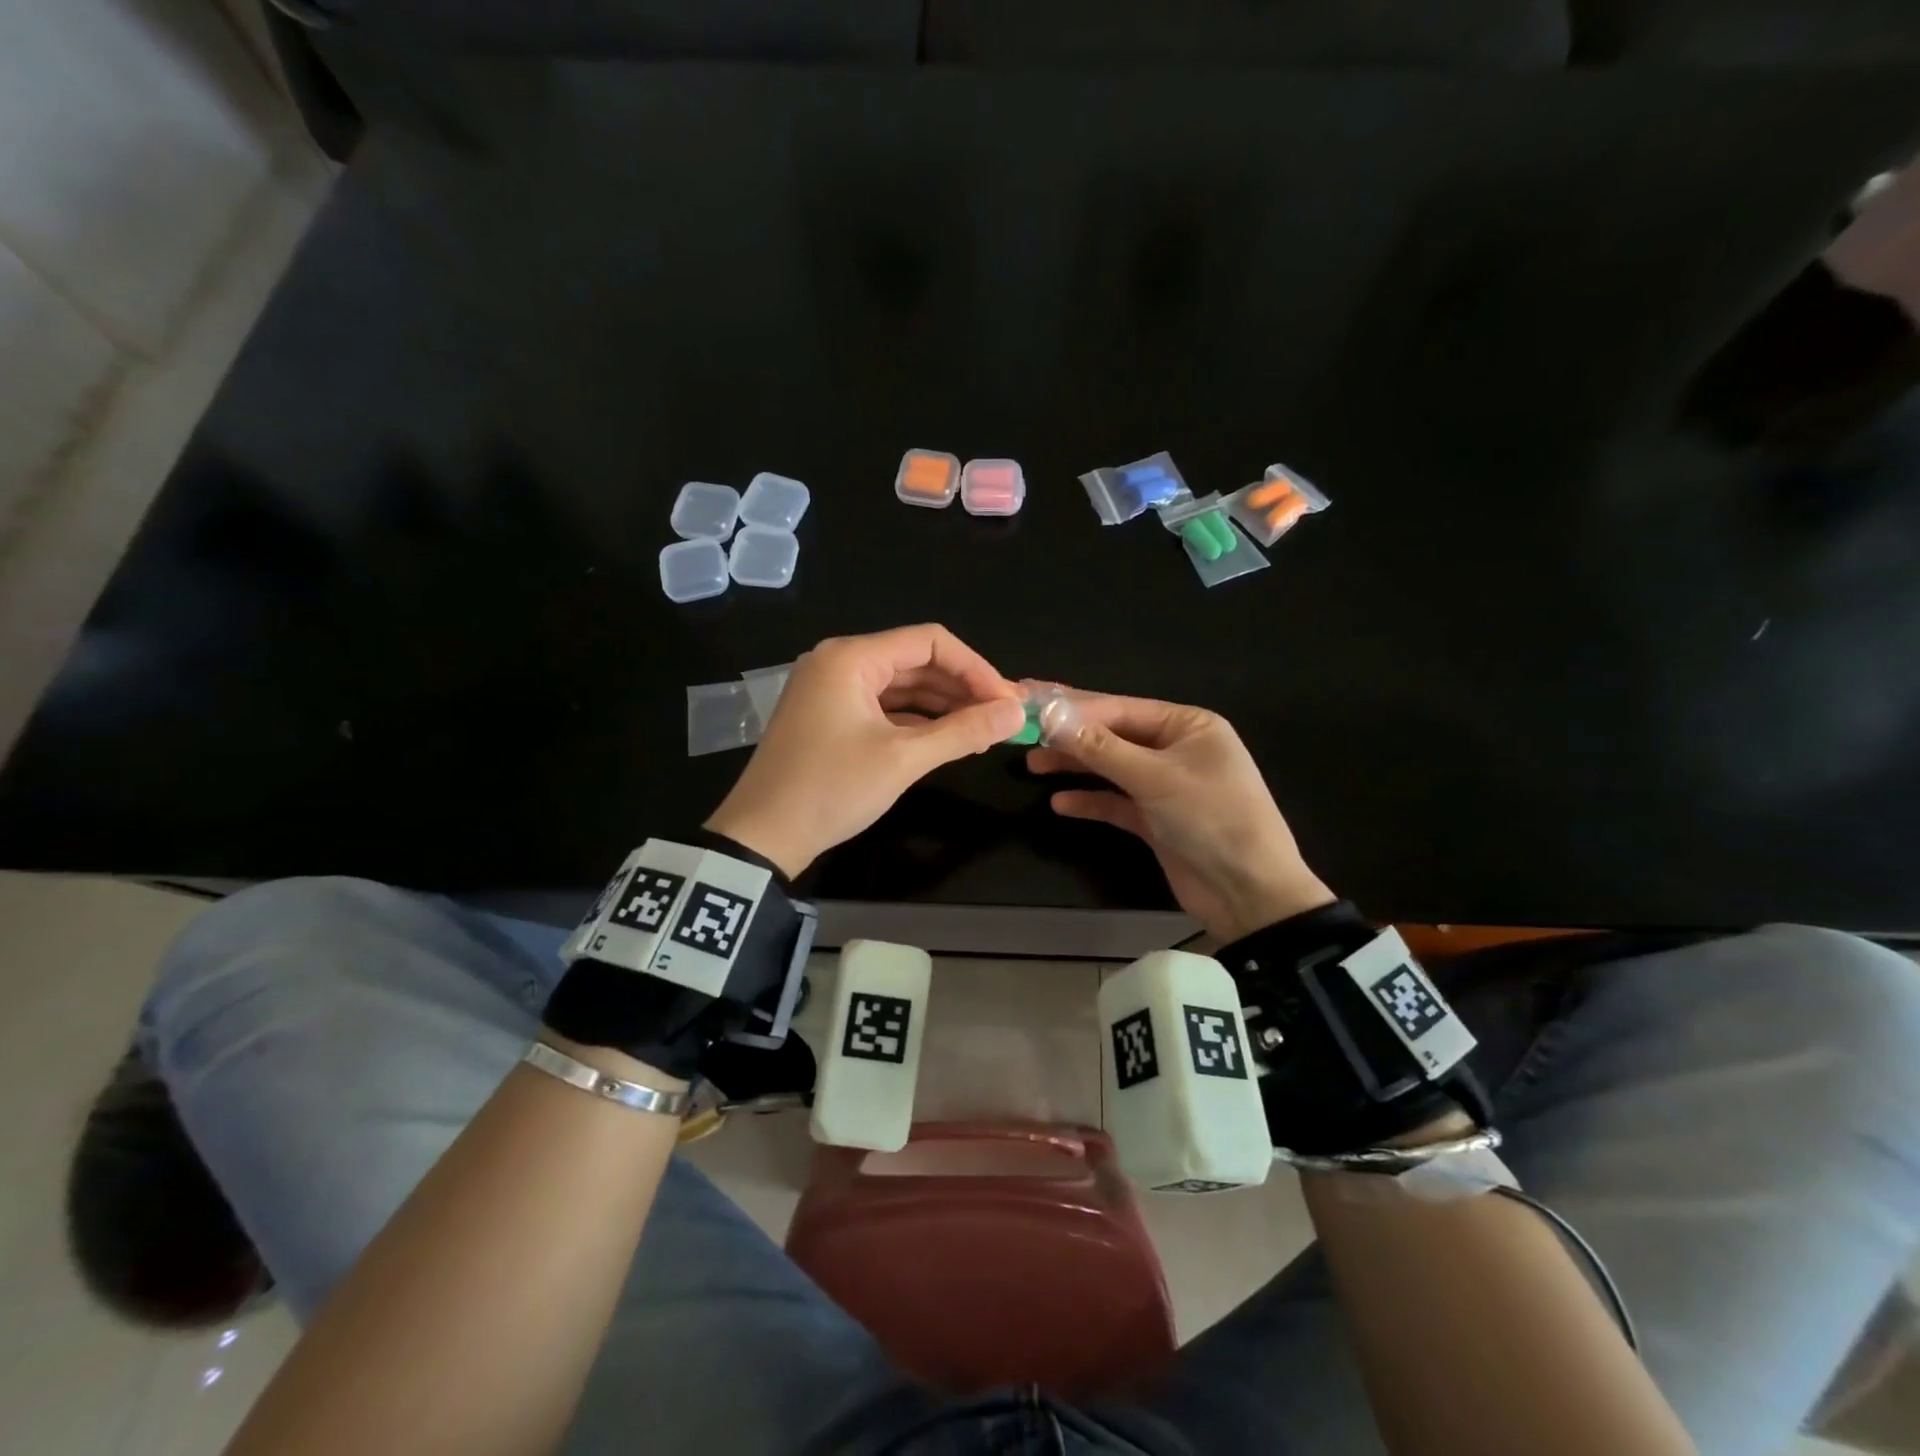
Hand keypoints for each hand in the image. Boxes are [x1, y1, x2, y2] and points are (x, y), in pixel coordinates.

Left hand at [705, 624, 1024, 877]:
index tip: (1008, 701)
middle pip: (916, 661)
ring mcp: (832, 690)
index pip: (930, 642)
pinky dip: (917, 720)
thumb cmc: (831, 789)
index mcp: (851, 658)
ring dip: (943, 705)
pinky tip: (948, 738)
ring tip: (984, 730)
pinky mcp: (831, 716)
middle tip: (1003, 717)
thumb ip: (963, 732)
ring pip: (902, 685)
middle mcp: (840, 662)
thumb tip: (1016, 713)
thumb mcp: (903, 759)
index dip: (976, 668)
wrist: (761, 836)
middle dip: (962, 687)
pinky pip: (884, 706)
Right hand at [1027, 692, 1333, 940]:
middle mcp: (1175, 748)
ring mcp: (1165, 785)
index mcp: (1188, 725)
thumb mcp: (1156, 778)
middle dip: (1069, 734)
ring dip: (1075, 766)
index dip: (1073, 708)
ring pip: (1110, 768)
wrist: (1250, 895)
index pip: (1120, 708)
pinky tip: (1059, 803)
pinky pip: (1116, 802)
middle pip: (1112, 735)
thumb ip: (1101, 749)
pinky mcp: (1155, 820)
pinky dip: (1090, 801)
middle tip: (1023, 730)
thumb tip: (1051, 718)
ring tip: (1032, 764)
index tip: (1030, 706)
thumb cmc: (1212, 819)